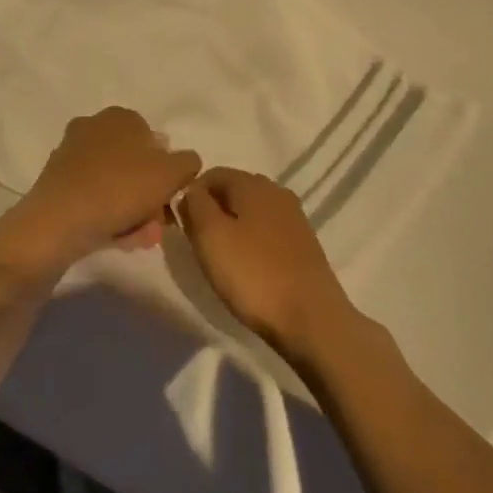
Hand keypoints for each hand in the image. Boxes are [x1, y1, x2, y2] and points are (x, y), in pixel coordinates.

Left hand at [1, 108, 200, 274]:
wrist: (57, 223)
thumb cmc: (119, 189)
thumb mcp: (171, 173)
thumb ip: (187, 163)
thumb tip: (185, 162)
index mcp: (120, 117)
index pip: (155, 140)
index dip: (168, 171)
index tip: (172, 198)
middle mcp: (93, 128)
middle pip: (135, 165)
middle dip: (150, 196)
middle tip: (158, 224)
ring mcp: (71, 157)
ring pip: (115, 185)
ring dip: (133, 211)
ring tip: (141, 239)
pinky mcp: (56, 185)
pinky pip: (94, 199)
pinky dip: (109, 216)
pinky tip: (119, 240)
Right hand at [177, 168, 358, 365]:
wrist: (311, 318)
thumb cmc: (254, 274)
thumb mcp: (211, 236)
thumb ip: (195, 205)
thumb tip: (190, 190)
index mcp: (252, 183)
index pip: (212, 174)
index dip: (191, 195)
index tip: (181, 225)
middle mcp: (276, 191)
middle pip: (233, 190)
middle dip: (211, 211)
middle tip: (198, 244)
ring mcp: (294, 217)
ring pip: (251, 212)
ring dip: (232, 228)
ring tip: (221, 259)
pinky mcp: (303, 243)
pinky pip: (268, 232)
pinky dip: (252, 242)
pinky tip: (248, 268)